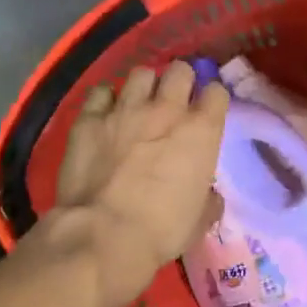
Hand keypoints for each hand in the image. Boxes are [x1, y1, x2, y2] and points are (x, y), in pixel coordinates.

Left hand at [45, 62, 228, 306]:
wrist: (104, 236)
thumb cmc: (162, 231)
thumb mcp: (200, 218)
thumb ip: (208, 197)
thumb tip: (208, 193)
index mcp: (201, 130)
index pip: (216, 92)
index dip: (211, 100)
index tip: (206, 112)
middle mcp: (166, 109)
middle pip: (180, 70)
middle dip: (180, 81)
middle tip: (173, 101)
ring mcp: (125, 109)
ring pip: (141, 73)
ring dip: (144, 87)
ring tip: (138, 104)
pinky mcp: (89, 119)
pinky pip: (100, 92)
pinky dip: (105, 101)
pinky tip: (105, 115)